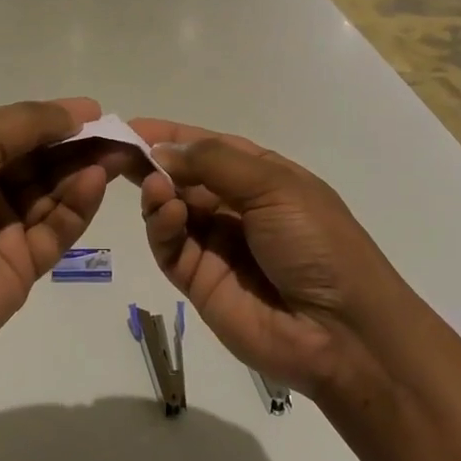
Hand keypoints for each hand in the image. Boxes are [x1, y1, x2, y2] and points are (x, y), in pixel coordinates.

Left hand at [0, 99, 123, 366]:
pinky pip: (58, 228)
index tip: (95, 111)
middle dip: (79, 144)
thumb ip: (24, 124)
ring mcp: (5, 228)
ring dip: (85, 169)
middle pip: (41, 161)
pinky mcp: (25, 264)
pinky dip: (79, 204)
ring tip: (120, 153)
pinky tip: (97, 180)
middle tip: (121, 133)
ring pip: (54, 192)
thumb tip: (75, 113)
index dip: (54, 119)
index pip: (17, 132)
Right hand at [131, 119, 416, 400]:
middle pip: (182, 176)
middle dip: (152, 162)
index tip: (130, 126)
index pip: (206, 146)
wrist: (343, 333)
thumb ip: (214, 162)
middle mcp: (235, 206)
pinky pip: (169, 246)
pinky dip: (161, 226)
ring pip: (170, 209)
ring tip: (154, 187)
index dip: (170, 135)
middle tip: (117, 153)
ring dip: (157, 192)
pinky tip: (166, 213)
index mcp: (261, 176)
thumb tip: (161, 150)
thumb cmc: (318, 243)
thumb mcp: (275, 186)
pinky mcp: (198, 280)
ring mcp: (215, 244)